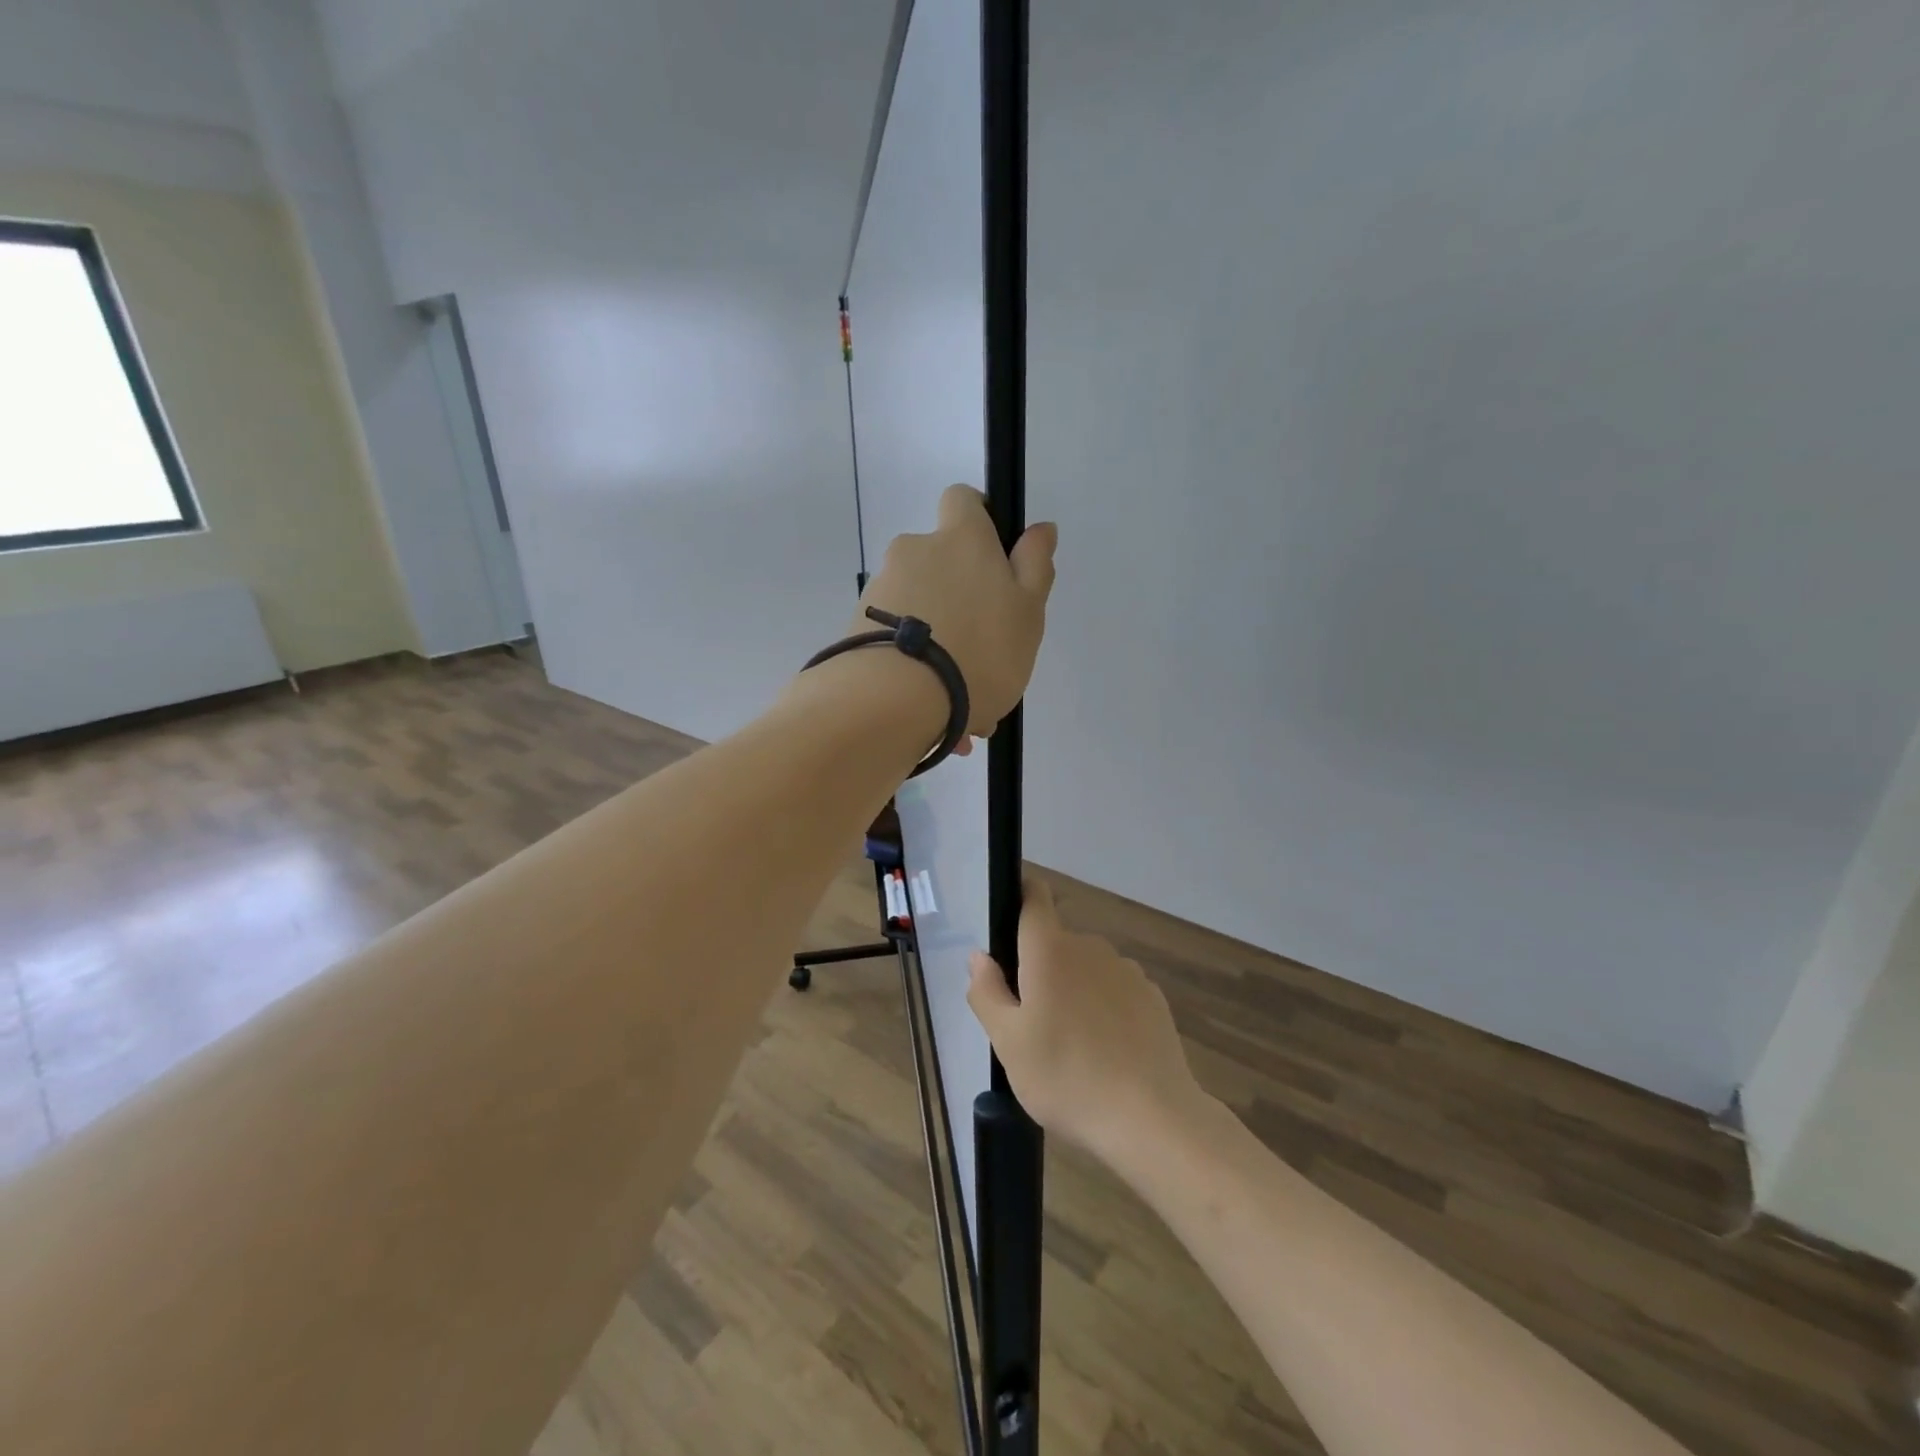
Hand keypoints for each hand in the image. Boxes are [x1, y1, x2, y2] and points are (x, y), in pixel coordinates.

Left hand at [859, 485, 1056, 736]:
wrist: (896, 700)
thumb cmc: (979, 651)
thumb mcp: (1027, 611)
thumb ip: (1034, 565)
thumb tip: (1040, 528)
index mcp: (961, 538)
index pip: (963, 499)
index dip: (978, 519)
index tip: (992, 556)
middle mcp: (915, 550)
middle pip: (939, 559)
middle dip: (957, 592)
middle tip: (980, 644)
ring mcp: (881, 587)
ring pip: (918, 602)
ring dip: (935, 631)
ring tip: (952, 684)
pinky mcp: (857, 624)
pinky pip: (895, 633)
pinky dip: (911, 655)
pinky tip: (927, 696)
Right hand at [967, 878, 1210, 1165]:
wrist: (1152, 1118)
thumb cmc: (1066, 1077)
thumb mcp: (1008, 1043)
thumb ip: (987, 992)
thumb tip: (979, 956)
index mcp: (1050, 950)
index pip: (1035, 897)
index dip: (1020, 897)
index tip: (1007, 925)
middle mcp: (1091, 947)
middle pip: (1056, 942)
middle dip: (1040, 969)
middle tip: (1031, 1021)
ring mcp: (1127, 971)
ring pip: (1086, 968)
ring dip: (1073, 989)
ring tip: (1070, 1045)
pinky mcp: (1153, 998)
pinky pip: (1115, 990)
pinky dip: (1104, 1008)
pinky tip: (1105, 1052)